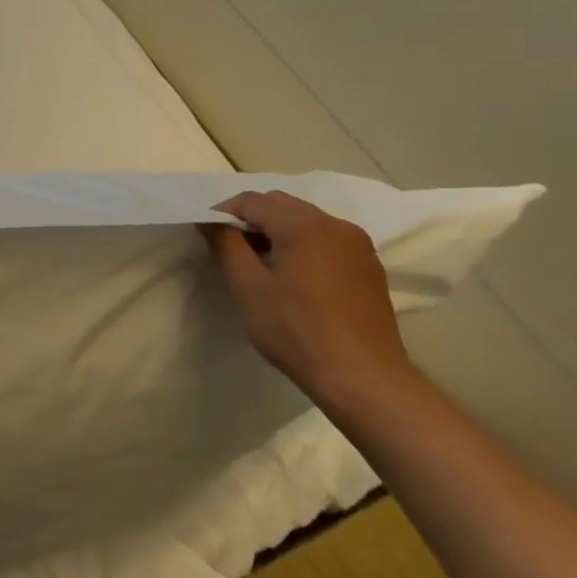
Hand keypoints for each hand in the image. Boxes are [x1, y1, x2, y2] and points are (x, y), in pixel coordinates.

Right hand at [200, 191, 411, 396]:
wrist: (362, 377)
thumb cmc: (296, 330)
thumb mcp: (247, 287)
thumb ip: (225, 244)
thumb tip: (211, 220)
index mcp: (304, 225)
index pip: (252, 200)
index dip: (223, 212)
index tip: (207, 237)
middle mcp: (336, 224)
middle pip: (281, 205)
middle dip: (251, 220)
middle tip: (231, 251)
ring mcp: (358, 245)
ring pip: (305, 220)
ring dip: (277, 232)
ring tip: (261, 266)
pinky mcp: (369, 266)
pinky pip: (326, 240)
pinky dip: (302, 246)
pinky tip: (294, 279)